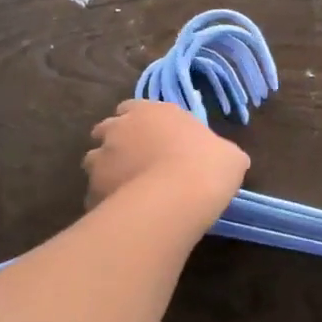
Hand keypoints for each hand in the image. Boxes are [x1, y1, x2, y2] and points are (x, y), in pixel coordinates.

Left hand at [83, 101, 249, 230]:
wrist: (178, 197)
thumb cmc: (208, 165)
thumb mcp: (229, 155)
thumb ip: (219, 151)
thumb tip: (224, 159)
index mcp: (151, 111)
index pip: (133, 107)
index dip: (140, 122)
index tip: (151, 138)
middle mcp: (119, 128)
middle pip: (107, 130)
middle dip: (117, 143)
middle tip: (137, 163)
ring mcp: (101, 157)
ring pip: (94, 160)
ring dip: (106, 170)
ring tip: (127, 190)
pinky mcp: (92, 189)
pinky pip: (95, 194)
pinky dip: (105, 200)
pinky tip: (123, 214)